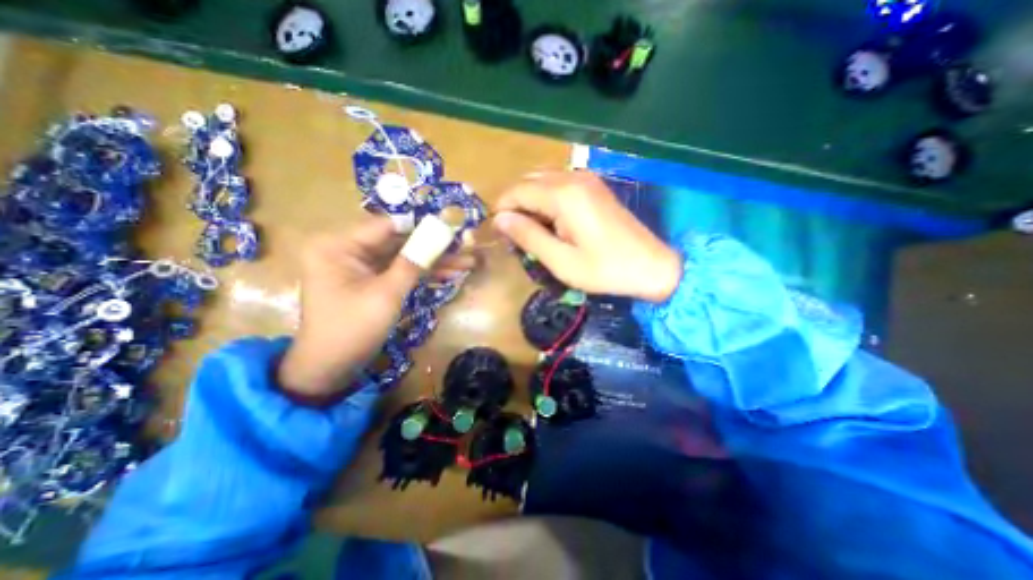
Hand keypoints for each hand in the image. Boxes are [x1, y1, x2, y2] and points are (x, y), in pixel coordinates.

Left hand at [278, 215, 470, 403]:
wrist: (330, 368)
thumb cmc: (352, 329)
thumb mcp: (386, 295)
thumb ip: (413, 263)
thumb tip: (439, 237)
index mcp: (338, 245)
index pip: (387, 226)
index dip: (422, 227)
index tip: (452, 229)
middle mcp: (347, 248)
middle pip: (397, 241)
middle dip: (432, 247)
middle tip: (464, 247)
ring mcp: (359, 265)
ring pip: (402, 256)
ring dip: (432, 261)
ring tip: (465, 263)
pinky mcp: (369, 279)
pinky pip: (398, 270)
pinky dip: (421, 273)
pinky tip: (448, 274)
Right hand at [494, 169, 682, 300]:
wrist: (651, 266)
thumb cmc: (604, 269)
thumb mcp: (561, 261)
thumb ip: (528, 236)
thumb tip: (500, 219)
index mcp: (563, 195)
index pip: (517, 191)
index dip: (502, 209)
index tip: (499, 233)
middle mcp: (573, 178)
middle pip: (528, 180)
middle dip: (515, 204)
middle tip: (515, 235)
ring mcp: (586, 179)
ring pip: (542, 180)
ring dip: (530, 201)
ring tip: (532, 231)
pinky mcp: (594, 186)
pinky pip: (558, 184)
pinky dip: (546, 199)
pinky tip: (551, 222)